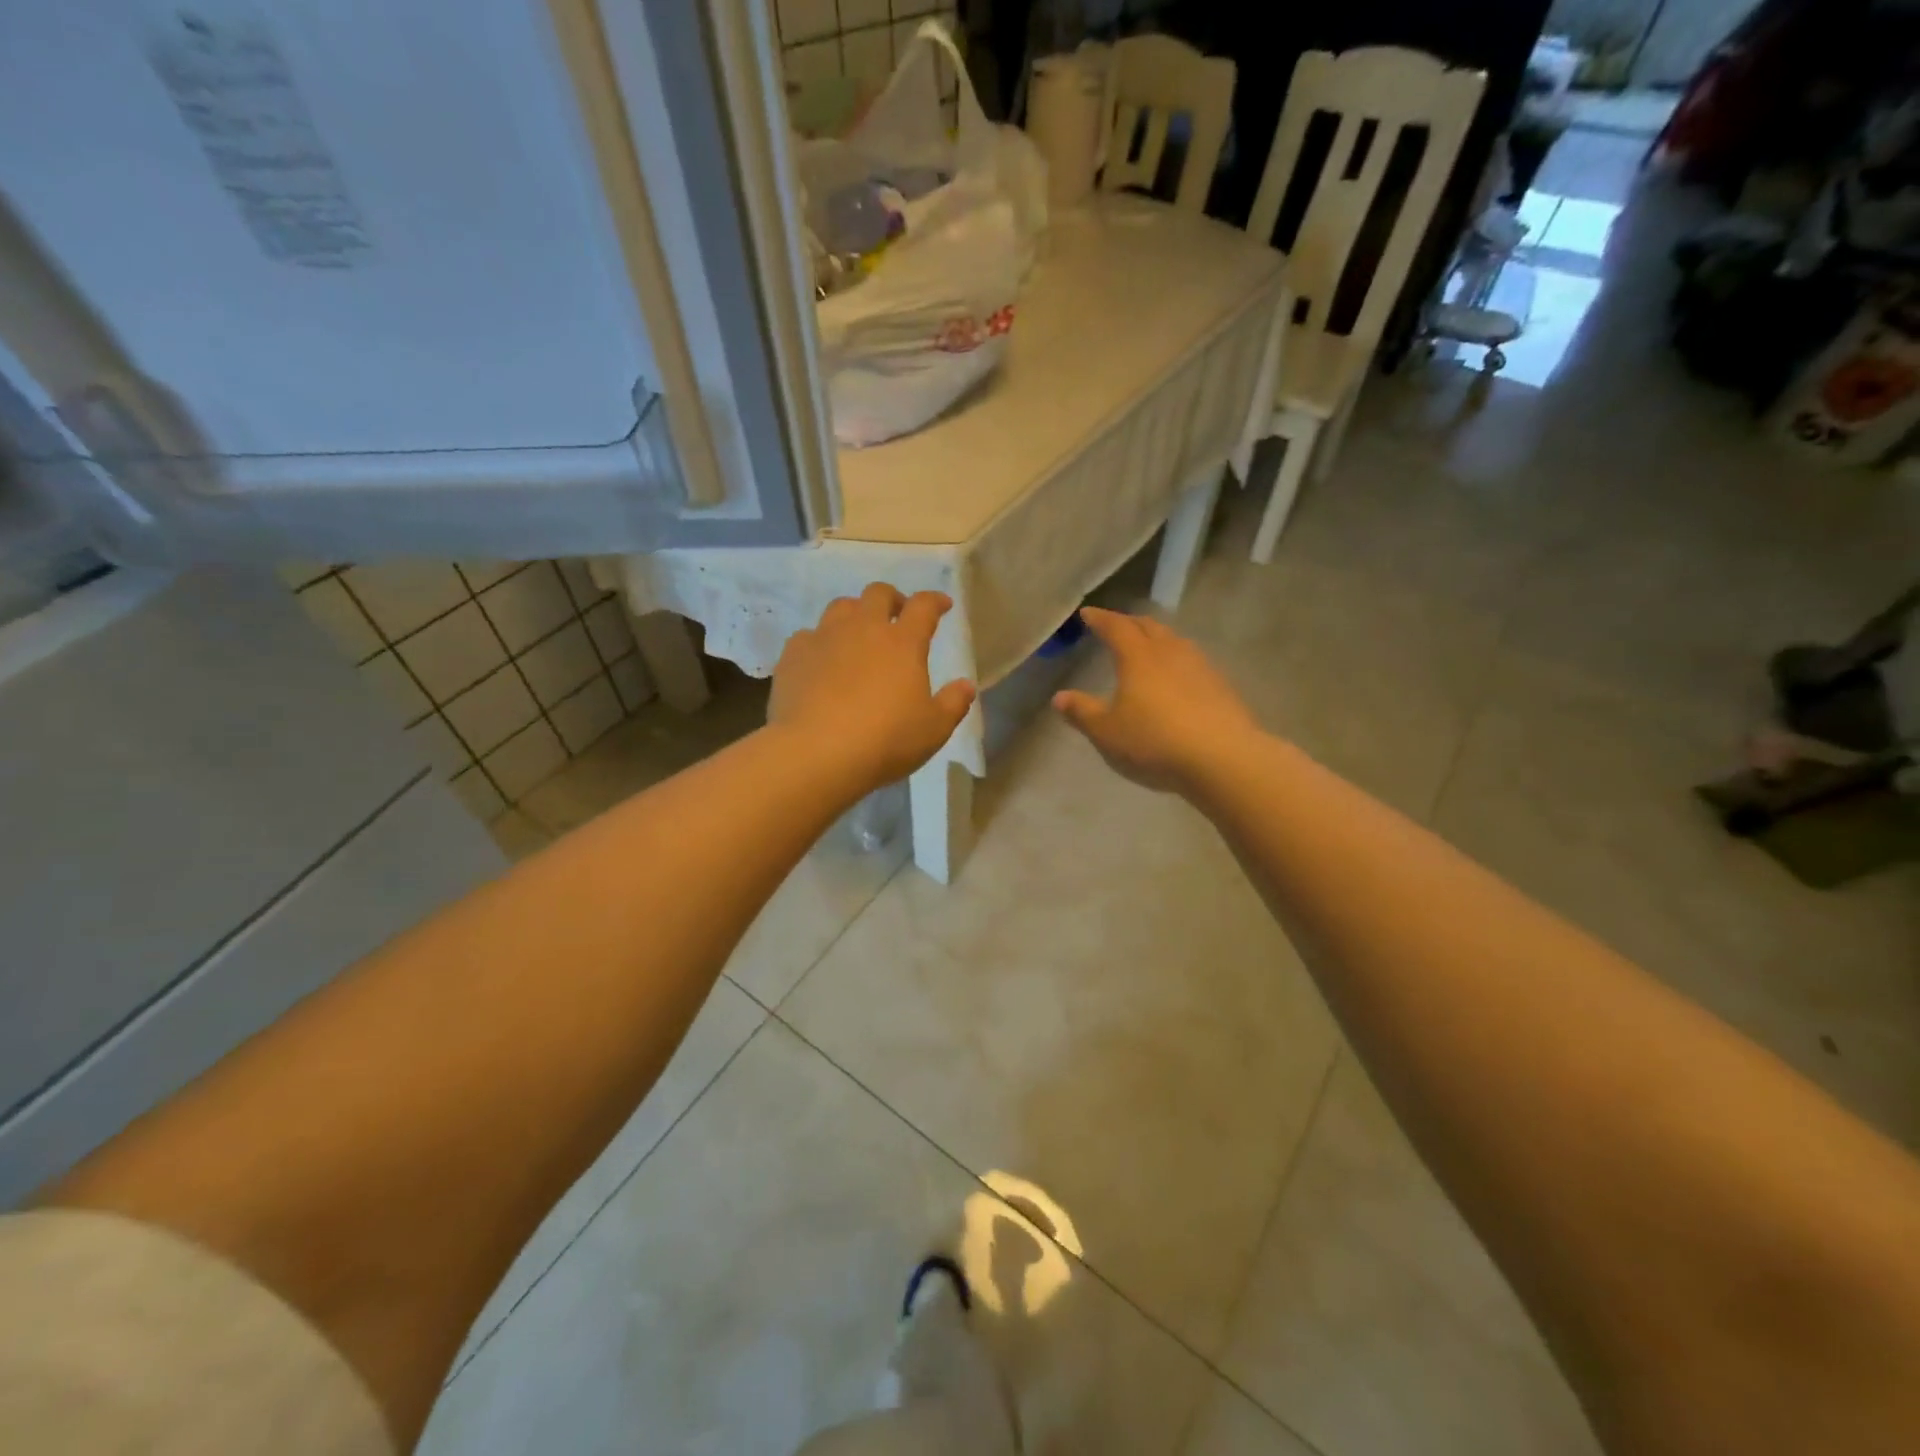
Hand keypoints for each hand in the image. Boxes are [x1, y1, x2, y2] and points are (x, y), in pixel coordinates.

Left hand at [770, 584, 976, 793]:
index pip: (923, 606)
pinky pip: (808, 636)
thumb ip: (953, 703)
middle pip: (878, 594)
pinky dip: (819, 643)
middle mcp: (863, 629)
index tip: (942, 605)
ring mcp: (824, 638)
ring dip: (854, 614)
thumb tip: (966, 685)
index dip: (935, 601)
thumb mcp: (933, 729)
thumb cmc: (885, 740)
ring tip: (858, 634)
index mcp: (903, 642)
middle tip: (897, 615)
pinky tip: (821, 661)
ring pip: (840, 607)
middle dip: (892, 599)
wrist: (816, 752)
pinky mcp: (793, 656)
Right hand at [1052, 608, 1257, 795]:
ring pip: (1174, 641)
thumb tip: (1060, 698)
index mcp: (1138, 657)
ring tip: (1148, 647)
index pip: (1116, 627)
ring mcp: (1200, 666)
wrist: (1222, 758)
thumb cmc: (1154, 741)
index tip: (1087, 613)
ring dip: (1157, 638)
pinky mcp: (1221, 685)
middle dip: (1129, 623)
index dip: (1100, 619)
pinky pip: (1193, 661)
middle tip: (1117, 626)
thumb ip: (1082, 712)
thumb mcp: (1107, 732)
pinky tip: (1177, 677)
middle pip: (1149, 627)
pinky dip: (1177, 660)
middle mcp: (1170, 652)